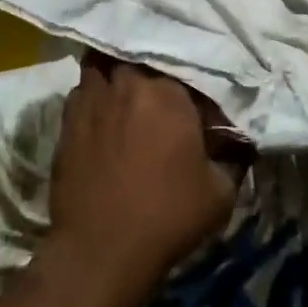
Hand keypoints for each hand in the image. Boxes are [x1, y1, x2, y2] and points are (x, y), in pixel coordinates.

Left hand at [47, 56, 242, 299]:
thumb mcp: (220, 191)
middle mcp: (129, 83)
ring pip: (104, 63)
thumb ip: (233, 156)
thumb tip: (239, 140)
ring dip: (117, 71)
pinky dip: (94, 94)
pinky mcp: (68, 119)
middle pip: (140, 56)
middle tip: (162, 91)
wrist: (101, 250)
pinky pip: (82, 90)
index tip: (201, 106)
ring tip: (127, 88)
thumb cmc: (167, 216)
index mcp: (169, 93)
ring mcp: (93, 98)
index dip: (195, 87)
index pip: (188, 70)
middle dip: (152, 68)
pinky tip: (102, 112)